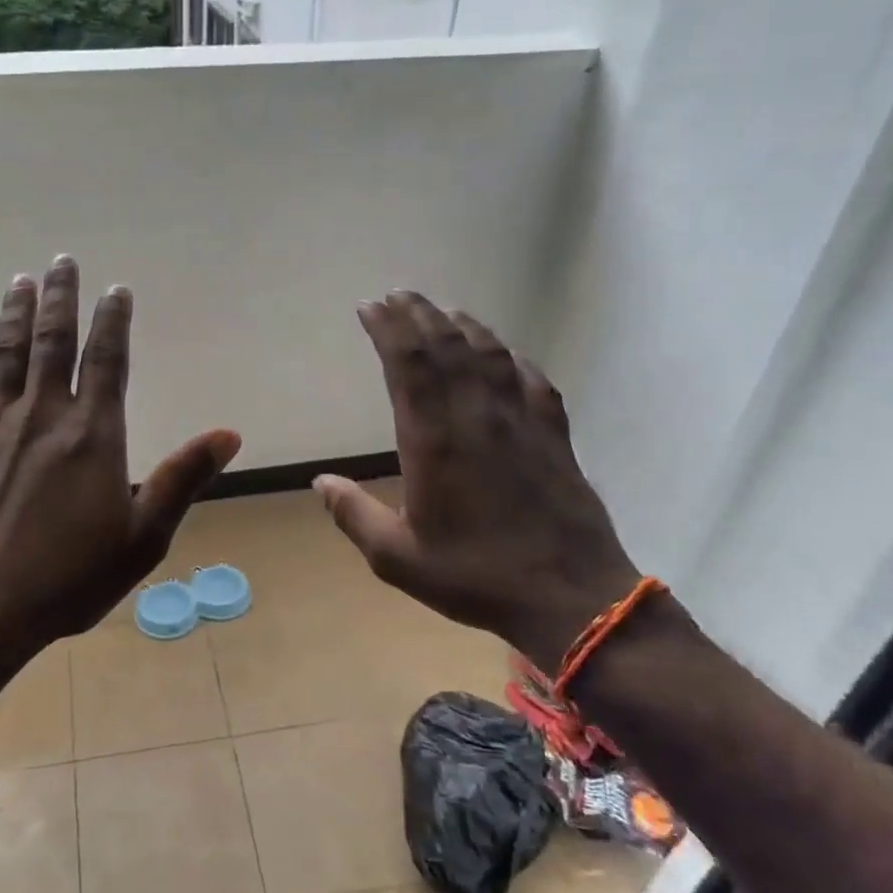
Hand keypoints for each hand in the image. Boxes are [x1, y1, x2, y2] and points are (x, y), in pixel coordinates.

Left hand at [0, 256, 240, 674]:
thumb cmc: (68, 579)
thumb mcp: (143, 537)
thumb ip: (182, 479)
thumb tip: (229, 434)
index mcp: (92, 434)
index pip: (107, 360)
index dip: (113, 320)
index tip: (116, 289)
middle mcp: (42, 417)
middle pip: (52, 342)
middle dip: (59, 298)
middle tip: (61, 261)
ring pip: (5, 357)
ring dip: (14, 315)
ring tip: (20, 281)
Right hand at [314, 292, 640, 670]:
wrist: (571, 598)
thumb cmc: (475, 576)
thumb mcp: (397, 557)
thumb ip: (354, 515)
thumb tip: (321, 481)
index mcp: (434, 439)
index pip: (408, 364)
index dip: (388, 329)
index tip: (369, 307)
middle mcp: (476, 416)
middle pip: (446, 347)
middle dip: (418, 314)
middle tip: (397, 295)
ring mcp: (521, 421)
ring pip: (489, 355)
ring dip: (462, 325)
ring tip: (442, 311)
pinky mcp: (554, 435)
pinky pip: (531, 380)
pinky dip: (511, 358)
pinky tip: (504, 353)